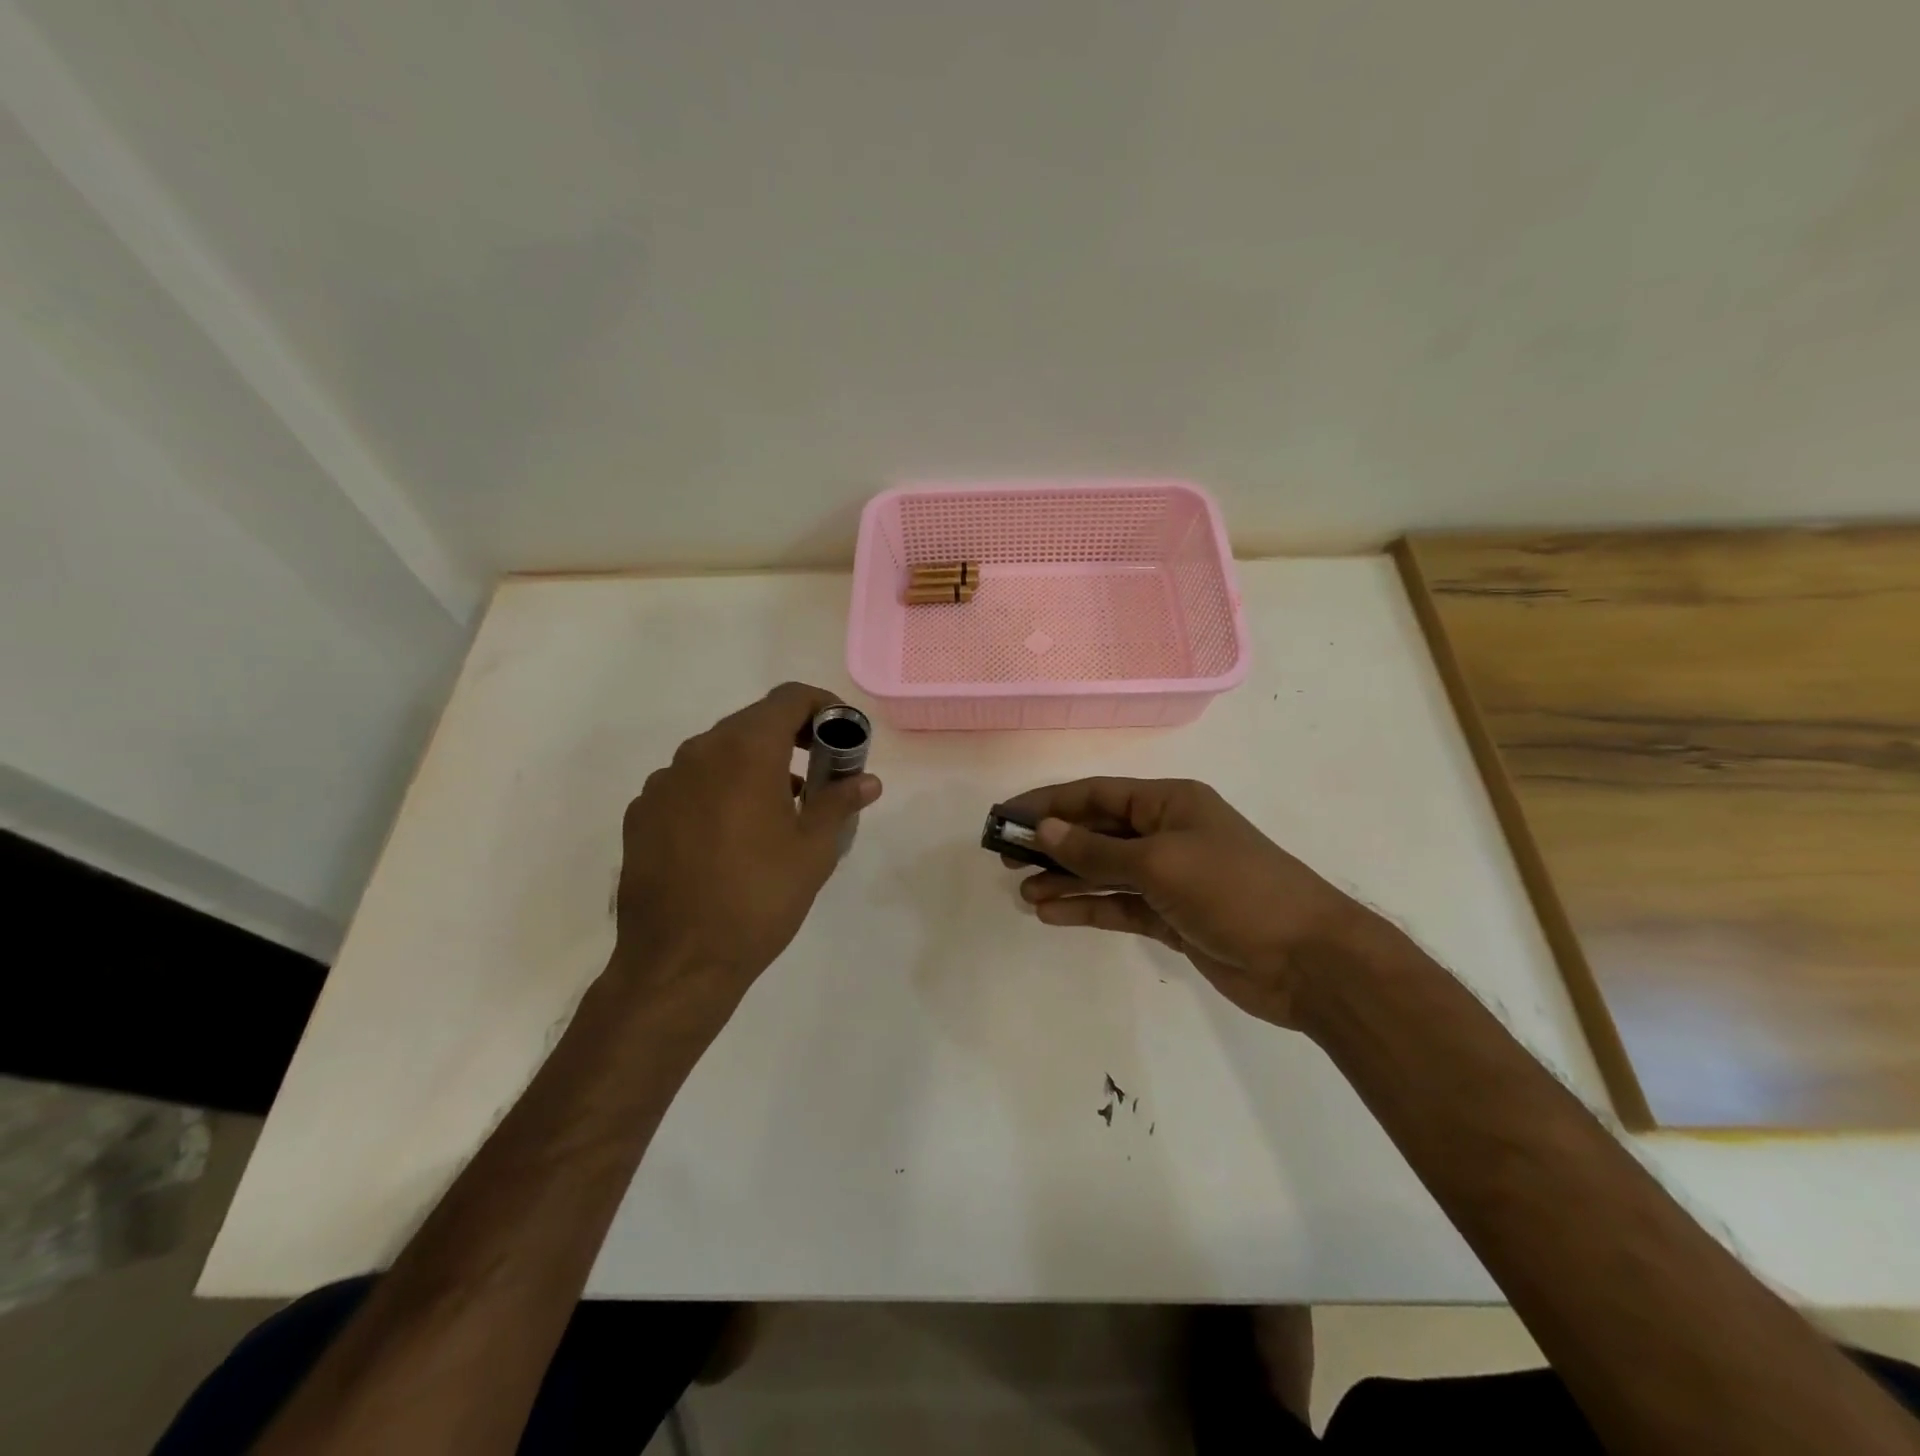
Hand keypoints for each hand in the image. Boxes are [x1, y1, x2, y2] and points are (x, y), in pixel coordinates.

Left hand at [610, 683, 880, 1004]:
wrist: (678, 961)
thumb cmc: (759, 898)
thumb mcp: (813, 850)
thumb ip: (840, 802)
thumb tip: (867, 780)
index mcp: (746, 751)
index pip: (789, 698)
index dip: (822, 705)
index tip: (841, 733)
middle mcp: (698, 752)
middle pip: (752, 722)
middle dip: (791, 737)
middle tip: (819, 770)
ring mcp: (663, 782)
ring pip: (717, 753)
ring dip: (753, 764)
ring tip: (778, 808)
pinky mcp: (641, 813)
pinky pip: (688, 783)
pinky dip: (717, 790)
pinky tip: (729, 834)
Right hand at [1002, 778, 1374, 1028]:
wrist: (1308, 961)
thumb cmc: (1234, 891)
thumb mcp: (1160, 863)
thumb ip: (1097, 850)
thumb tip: (1045, 829)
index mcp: (1170, 802)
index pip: (1097, 795)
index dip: (1049, 803)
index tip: (1006, 817)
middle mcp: (1167, 833)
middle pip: (1097, 832)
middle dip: (1053, 844)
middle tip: (1005, 859)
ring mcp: (1170, 878)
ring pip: (1104, 872)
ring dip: (1065, 880)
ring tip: (1023, 892)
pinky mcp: (1172, 918)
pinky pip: (1119, 906)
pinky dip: (1087, 908)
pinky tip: (1051, 914)